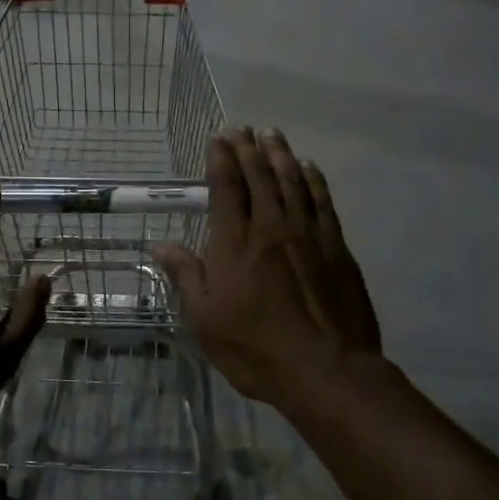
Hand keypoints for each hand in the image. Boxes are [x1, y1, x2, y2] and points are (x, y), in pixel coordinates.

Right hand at [156, 130, 382, 409]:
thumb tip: (161, 246)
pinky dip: (314, 180)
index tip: (219, 139)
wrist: (326, 370)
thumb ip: (186, 277)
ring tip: (272, 135)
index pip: (226, 190)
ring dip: (280, 155)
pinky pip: (323, 202)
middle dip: (249, 150)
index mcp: (235, 245)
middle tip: (242, 128)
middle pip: (260, 178)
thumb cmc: (256, 349)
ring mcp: (308, 235)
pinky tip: (309, 168)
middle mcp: (271, 229)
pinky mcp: (337, 248)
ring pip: (293, 183)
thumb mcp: (206, 320)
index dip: (221, 161)